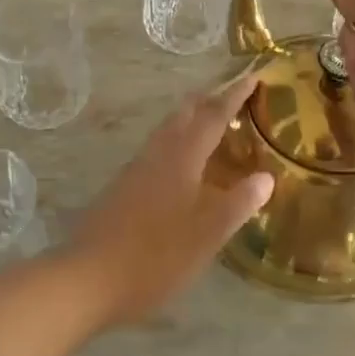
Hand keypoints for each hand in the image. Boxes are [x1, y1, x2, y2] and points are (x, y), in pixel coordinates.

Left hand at [65, 75, 274, 326]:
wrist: (88, 278)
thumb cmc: (155, 256)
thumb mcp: (207, 234)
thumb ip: (238, 203)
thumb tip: (266, 177)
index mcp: (181, 158)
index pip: (213, 116)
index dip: (234, 95)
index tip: (253, 76)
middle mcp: (157, 154)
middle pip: (184, 114)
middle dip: (209, 100)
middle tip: (233, 95)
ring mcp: (136, 170)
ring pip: (168, 131)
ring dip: (191, 120)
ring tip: (212, 124)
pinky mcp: (123, 188)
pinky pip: (158, 150)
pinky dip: (178, 143)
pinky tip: (183, 166)